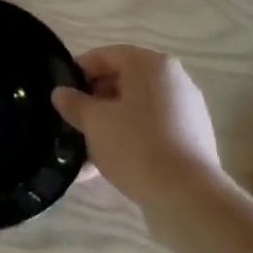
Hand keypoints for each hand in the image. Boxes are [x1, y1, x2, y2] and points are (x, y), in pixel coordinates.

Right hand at [52, 47, 220, 208]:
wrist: (188, 197)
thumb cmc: (135, 146)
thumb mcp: (94, 122)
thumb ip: (74, 103)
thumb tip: (61, 93)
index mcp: (151, 65)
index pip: (106, 55)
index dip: (79, 70)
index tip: (61, 91)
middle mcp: (173, 80)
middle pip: (123, 81)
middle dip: (94, 99)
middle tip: (71, 119)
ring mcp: (186, 110)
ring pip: (136, 109)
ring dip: (109, 123)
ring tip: (84, 147)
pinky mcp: (191, 139)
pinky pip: (151, 130)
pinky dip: (129, 139)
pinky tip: (106, 164)